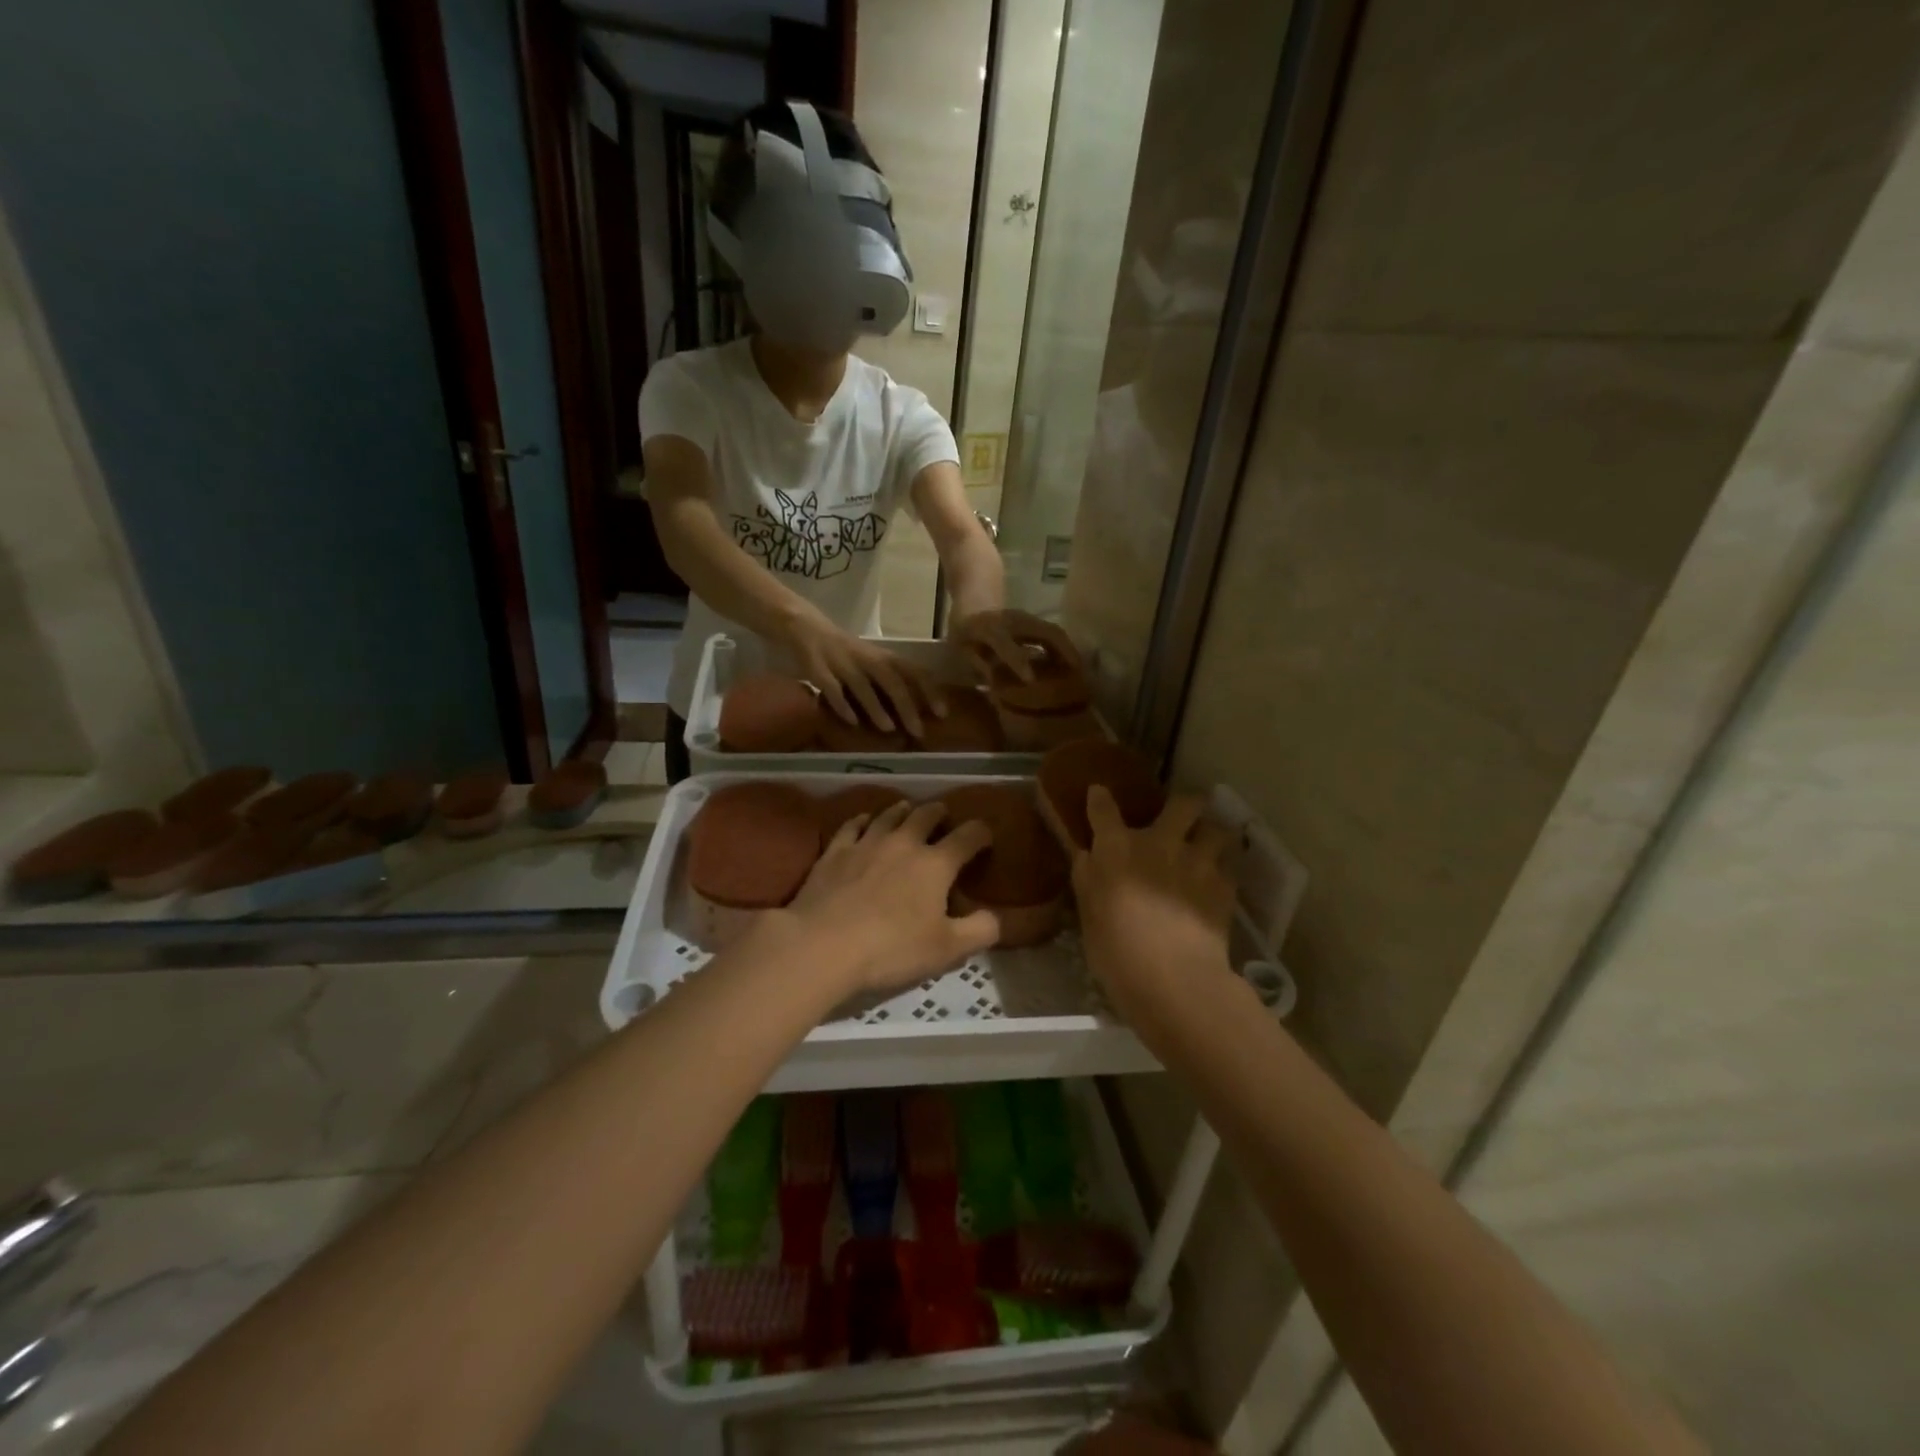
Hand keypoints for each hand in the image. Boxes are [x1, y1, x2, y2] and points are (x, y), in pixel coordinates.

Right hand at [783, 606, 940, 736]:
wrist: (807, 627)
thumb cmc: (848, 651)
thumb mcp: (874, 660)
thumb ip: (893, 679)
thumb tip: (919, 709)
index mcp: (883, 656)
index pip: (914, 671)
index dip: (930, 691)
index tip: (942, 713)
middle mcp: (866, 658)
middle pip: (892, 681)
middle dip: (907, 707)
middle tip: (918, 731)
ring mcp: (842, 664)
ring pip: (863, 686)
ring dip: (877, 708)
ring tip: (889, 728)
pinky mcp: (818, 669)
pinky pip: (831, 689)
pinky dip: (842, 705)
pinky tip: (852, 722)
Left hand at [786, 801, 998, 995]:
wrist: (822, 945)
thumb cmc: (892, 949)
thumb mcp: (948, 950)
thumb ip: (980, 931)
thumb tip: (997, 917)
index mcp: (936, 864)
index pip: (968, 836)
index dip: (981, 833)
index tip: (986, 836)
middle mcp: (904, 843)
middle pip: (926, 815)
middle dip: (939, 813)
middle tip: (943, 816)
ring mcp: (866, 843)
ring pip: (889, 815)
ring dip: (903, 810)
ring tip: (908, 809)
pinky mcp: (835, 851)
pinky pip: (853, 825)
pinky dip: (864, 819)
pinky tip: (865, 820)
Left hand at [952, 608, 1081, 684]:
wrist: (974, 598)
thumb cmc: (964, 632)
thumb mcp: (961, 649)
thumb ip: (977, 665)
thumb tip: (995, 684)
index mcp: (988, 628)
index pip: (1005, 643)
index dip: (1017, 661)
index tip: (1031, 680)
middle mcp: (1012, 620)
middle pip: (1044, 632)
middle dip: (1062, 653)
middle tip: (1076, 677)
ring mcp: (1027, 618)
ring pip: (1054, 632)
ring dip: (1068, 651)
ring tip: (1080, 673)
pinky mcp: (1035, 621)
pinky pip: (1054, 633)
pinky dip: (1065, 648)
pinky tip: (1071, 664)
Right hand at [1073, 788, 1234, 1019]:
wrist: (1172, 977)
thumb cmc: (1116, 950)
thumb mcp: (1088, 914)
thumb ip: (1088, 878)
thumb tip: (1088, 856)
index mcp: (1116, 848)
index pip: (1103, 808)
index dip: (1099, 798)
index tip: (1099, 794)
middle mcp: (1159, 842)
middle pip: (1182, 803)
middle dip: (1184, 804)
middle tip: (1180, 818)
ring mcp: (1196, 861)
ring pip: (1216, 829)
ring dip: (1211, 834)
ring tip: (1207, 847)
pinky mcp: (1224, 885)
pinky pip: (1229, 865)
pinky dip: (1223, 869)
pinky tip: (1216, 882)